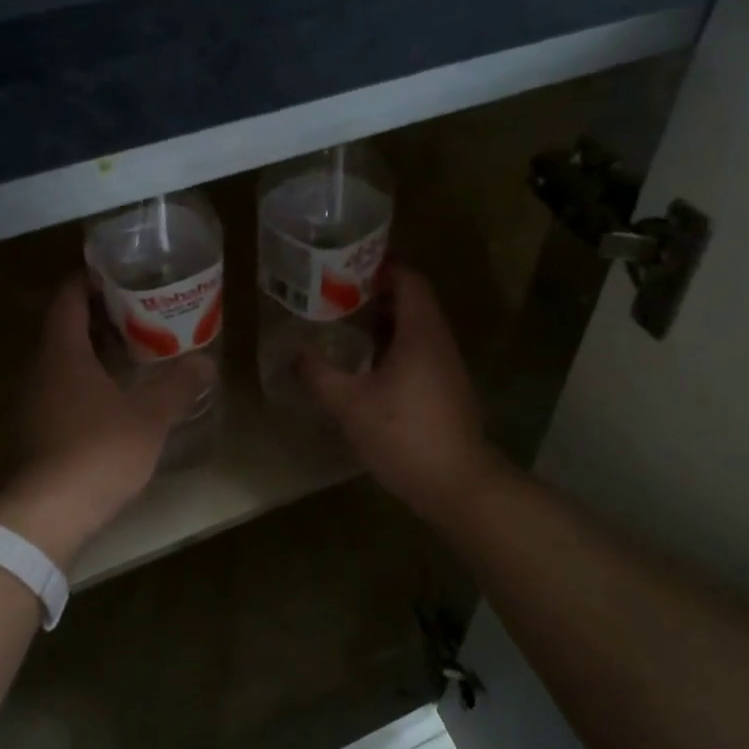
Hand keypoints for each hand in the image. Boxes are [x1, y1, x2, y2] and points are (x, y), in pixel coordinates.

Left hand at [0, 275, 214, 567]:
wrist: (46, 514)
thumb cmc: (98, 452)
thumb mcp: (148, 418)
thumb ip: (177, 388)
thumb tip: (205, 363)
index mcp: (62, 354)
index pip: (68, 300)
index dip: (87, 280)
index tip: (114, 273)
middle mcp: (38, 371)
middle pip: (64, 330)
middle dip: (98, 318)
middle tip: (137, 313)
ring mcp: (30, 404)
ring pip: (61, 365)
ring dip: (91, 354)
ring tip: (131, 353)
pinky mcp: (32, 434)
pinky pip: (59, 393)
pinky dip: (83, 385)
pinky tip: (111, 400)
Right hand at [298, 266, 501, 522]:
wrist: (456, 483)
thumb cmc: (404, 435)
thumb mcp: (350, 405)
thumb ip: (319, 375)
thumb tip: (292, 353)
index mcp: (421, 333)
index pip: (408, 279)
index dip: (380, 266)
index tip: (345, 265)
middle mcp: (439, 341)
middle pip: (411, 301)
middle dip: (375, 294)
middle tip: (334, 295)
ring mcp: (446, 366)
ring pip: (414, 329)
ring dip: (383, 323)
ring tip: (343, 326)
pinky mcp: (445, 389)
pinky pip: (418, 353)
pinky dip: (392, 348)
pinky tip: (365, 367)